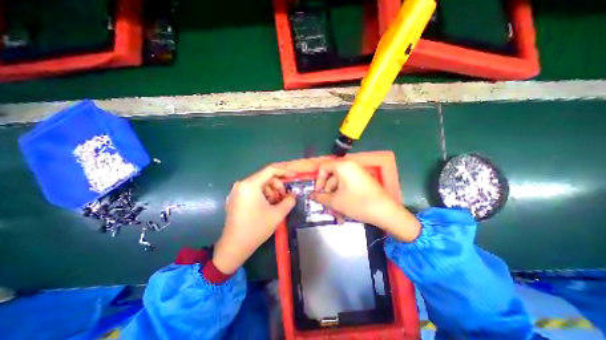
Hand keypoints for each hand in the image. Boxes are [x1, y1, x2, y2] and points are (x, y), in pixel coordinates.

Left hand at [214, 166, 296, 274]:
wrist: (234, 247)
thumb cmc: (256, 229)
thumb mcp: (277, 214)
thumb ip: (289, 201)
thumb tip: (293, 195)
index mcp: (250, 184)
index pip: (270, 170)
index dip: (285, 172)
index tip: (294, 177)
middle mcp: (242, 184)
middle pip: (265, 178)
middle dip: (278, 186)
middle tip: (284, 198)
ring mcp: (237, 191)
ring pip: (260, 185)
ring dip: (271, 192)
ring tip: (275, 205)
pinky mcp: (236, 198)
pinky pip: (253, 191)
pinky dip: (263, 196)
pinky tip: (267, 207)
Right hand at [309, 161, 421, 243]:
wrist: (386, 212)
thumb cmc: (358, 203)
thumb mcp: (335, 201)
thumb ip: (320, 197)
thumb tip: (310, 195)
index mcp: (343, 166)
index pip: (323, 167)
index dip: (318, 181)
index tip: (318, 194)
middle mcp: (350, 166)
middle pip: (331, 178)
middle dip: (328, 195)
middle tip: (327, 208)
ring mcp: (357, 174)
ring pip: (339, 186)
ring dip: (335, 200)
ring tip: (337, 216)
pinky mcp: (362, 182)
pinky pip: (347, 188)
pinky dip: (343, 199)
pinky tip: (344, 214)